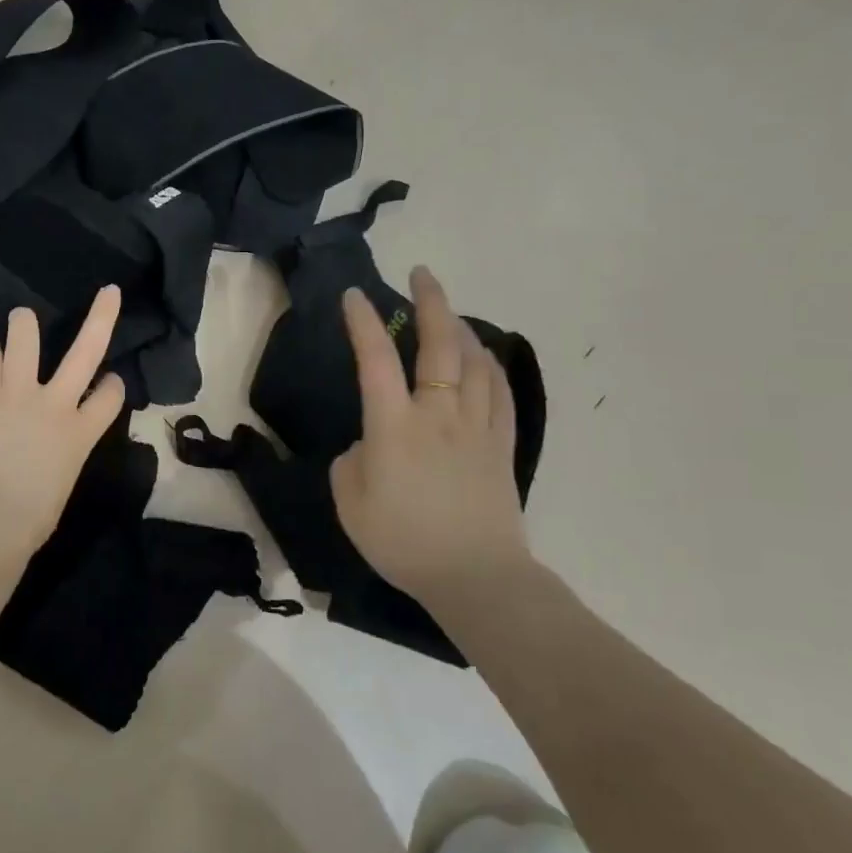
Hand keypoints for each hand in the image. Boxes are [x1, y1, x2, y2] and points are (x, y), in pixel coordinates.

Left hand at [0, 285, 129, 563]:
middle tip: (109, 293)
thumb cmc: (26, 522)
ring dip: (25, 324)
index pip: (110, 396)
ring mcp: (16, 390)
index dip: (113, 386)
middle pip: (88, 349)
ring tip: (21, 318)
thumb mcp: (59, 488)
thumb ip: (59, 458)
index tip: (111, 381)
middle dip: (101, 317)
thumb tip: (47, 454)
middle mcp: (55, 402)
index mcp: (81, 434)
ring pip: (26, 337)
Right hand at [330, 266, 531, 603]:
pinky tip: (483, 357)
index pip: (376, 360)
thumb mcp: (350, 504)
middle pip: (439, 345)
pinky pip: (498, 391)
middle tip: (422, 275)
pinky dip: (489, 365)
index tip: (354, 296)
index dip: (363, 323)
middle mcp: (438, 414)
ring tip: (449, 313)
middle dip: (430, 302)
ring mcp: (476, 427)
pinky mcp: (501, 444)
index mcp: (394, 427)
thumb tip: (370, 443)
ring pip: (474, 361)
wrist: (475, 577)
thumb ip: (353, 462)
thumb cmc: (403, 542)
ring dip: (461, 328)